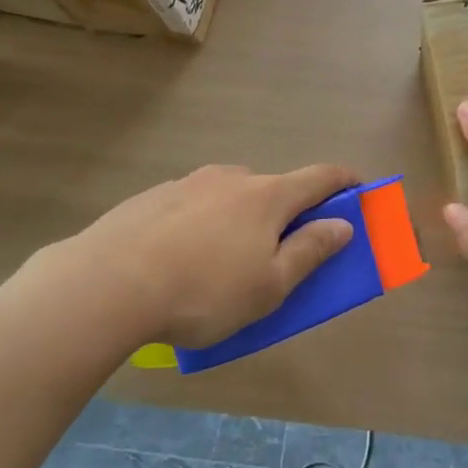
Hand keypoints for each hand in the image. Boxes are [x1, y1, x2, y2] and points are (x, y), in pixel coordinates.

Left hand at [4, 164, 358, 356]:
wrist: (108, 283)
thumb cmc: (205, 290)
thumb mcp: (270, 285)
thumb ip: (310, 250)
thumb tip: (342, 223)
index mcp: (268, 196)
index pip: (320, 177)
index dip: (345, 182)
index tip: (359, 190)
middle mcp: (232, 178)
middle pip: (273, 188)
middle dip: (285, 213)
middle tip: (278, 252)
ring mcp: (189, 183)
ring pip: (229, 197)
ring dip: (240, 219)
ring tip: (221, 264)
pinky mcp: (153, 197)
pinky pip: (193, 206)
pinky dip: (202, 225)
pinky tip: (180, 260)